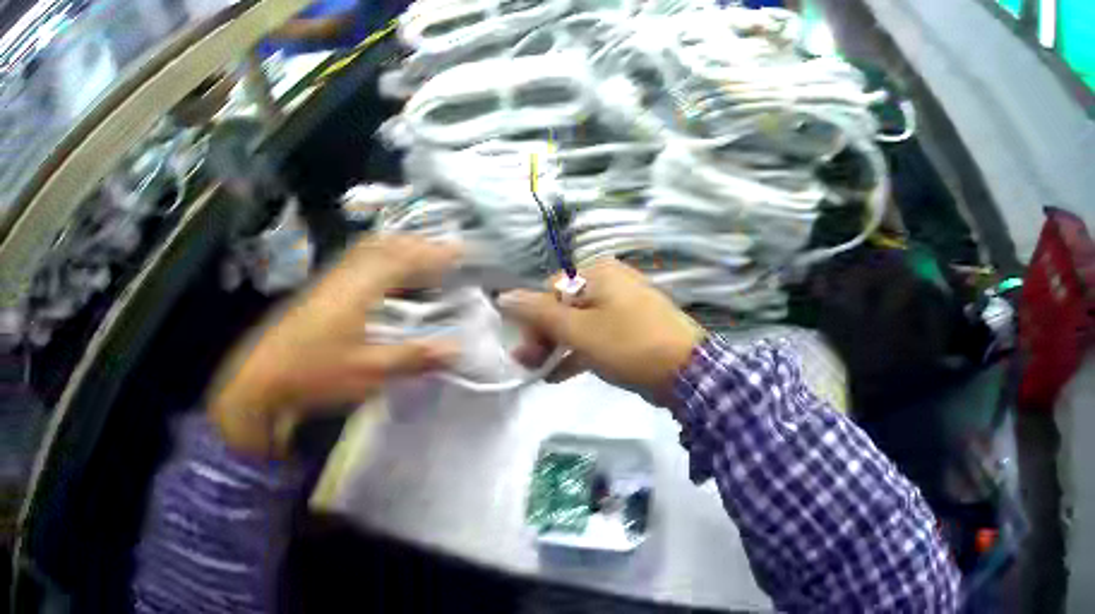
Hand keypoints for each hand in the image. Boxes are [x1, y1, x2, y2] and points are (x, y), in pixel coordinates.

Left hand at [208, 236, 460, 456]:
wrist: (263, 379)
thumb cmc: (316, 373)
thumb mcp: (368, 371)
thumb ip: (413, 357)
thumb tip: (457, 349)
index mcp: (360, 286)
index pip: (405, 258)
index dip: (435, 254)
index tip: (463, 253)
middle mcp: (345, 273)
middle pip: (385, 245)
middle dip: (417, 245)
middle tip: (445, 254)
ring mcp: (329, 279)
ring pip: (368, 251)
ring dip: (397, 250)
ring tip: (420, 262)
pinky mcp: (319, 291)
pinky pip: (356, 262)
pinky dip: (378, 261)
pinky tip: (383, 281)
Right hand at [498, 258, 705, 406]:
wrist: (687, 371)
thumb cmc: (628, 345)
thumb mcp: (578, 331)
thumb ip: (538, 314)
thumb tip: (502, 295)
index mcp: (597, 273)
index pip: (549, 291)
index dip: (532, 322)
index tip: (525, 352)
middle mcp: (611, 282)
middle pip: (564, 307)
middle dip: (543, 336)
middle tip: (529, 364)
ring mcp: (625, 306)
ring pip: (580, 323)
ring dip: (558, 346)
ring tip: (539, 371)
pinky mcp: (634, 329)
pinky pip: (598, 336)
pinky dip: (579, 352)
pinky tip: (559, 375)